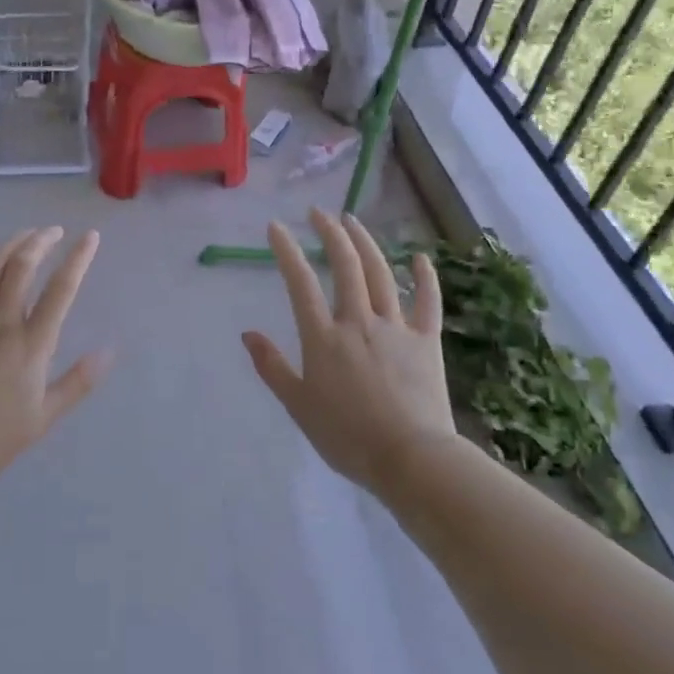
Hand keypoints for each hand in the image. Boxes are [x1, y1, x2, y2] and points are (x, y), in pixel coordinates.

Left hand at [0, 227, 108, 487]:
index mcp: (31, 345)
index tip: (90, 237)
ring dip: (9, 246)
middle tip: (53, 231)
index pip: (60, 291)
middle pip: (23, 269)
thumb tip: (107, 353)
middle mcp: (1, 323)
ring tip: (24, 234)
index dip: (78, 260)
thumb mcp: (42, 418)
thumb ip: (76, 383)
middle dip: (41, 242)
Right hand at [243, 209, 454, 494]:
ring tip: (352, 221)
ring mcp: (395, 328)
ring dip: (365, 242)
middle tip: (318, 213)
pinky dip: (424, 277)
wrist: (411, 460)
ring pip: (380, 274)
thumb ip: (272, 367)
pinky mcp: (426, 341)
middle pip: (345, 266)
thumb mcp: (298, 405)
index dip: (286, 250)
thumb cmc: (347, 437)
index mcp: (323, 337)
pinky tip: (419, 256)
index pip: (300, 282)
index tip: (276, 226)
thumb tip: (247, 334)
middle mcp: (357, 321)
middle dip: (329, 233)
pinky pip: (427, 302)